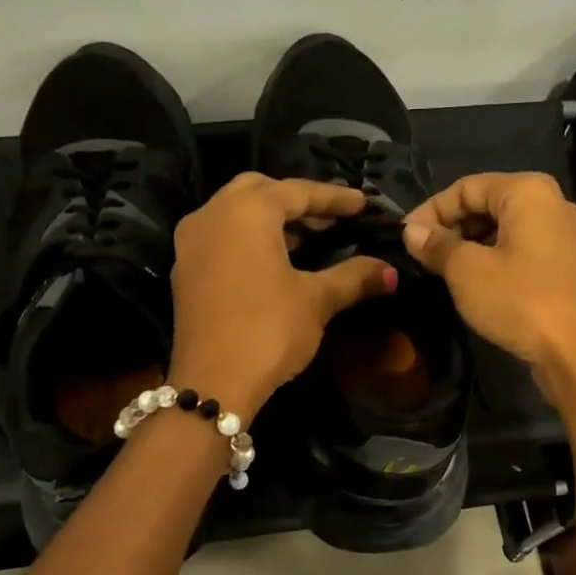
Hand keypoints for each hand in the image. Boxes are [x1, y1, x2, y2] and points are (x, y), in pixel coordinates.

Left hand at [170, 173, 395, 418]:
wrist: (213, 384)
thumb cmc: (268, 331)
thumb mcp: (316, 300)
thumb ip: (354, 277)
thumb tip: (390, 271)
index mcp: (245, 212)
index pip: (297, 191)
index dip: (334, 198)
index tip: (362, 203)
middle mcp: (211, 215)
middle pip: (259, 190)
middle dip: (297, 201)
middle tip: (331, 219)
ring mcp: (191, 243)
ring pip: (236, 213)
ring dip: (272, 219)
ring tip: (310, 239)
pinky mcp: (184, 271)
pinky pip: (222, 237)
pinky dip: (250, 238)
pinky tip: (276, 261)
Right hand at [402, 172, 575, 402]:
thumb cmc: (522, 300)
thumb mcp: (468, 272)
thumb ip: (437, 245)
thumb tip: (411, 231)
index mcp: (528, 191)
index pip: (466, 187)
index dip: (430, 210)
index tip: (404, 239)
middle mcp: (553, 204)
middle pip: (488, 204)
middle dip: (451, 228)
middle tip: (421, 257)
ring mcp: (566, 237)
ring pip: (505, 230)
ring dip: (471, 247)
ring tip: (443, 273)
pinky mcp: (570, 268)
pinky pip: (523, 252)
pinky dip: (495, 262)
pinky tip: (476, 287)